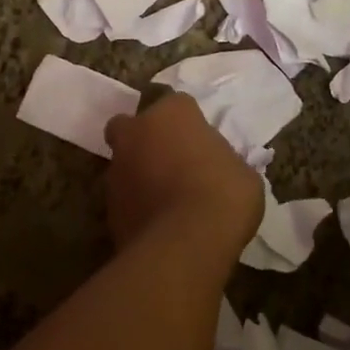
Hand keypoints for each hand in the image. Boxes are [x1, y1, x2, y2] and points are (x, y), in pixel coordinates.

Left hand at [103, 93, 261, 255]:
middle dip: (144, 138)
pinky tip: (157, 224)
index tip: (201, 144)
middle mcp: (138, 132)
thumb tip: (215, 169)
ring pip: (123, 163)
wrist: (185, 244)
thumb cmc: (223, 196)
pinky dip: (135, 205)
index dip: (189, 124)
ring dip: (138, 174)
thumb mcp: (242, 173)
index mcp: (173, 113)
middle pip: (132, 126)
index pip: (178, 105)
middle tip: (168, 161)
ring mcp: (117, 169)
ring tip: (165, 200)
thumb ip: (223, 161)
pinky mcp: (107, 206)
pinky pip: (124, 198)